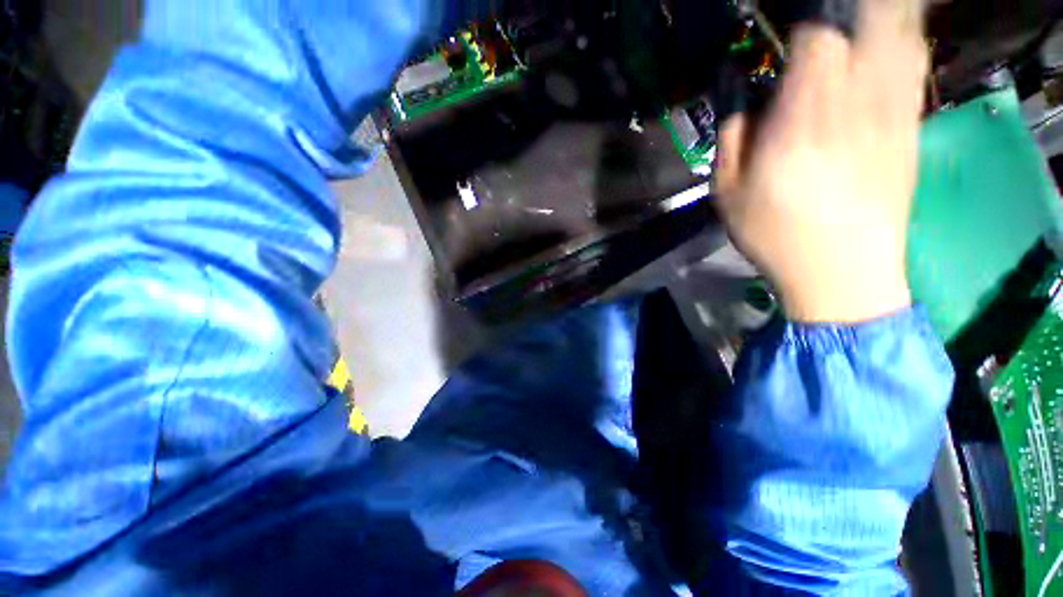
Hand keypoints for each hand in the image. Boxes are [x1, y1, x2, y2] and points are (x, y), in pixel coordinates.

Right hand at [715, 0, 927, 322]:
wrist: (842, 272)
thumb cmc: (774, 235)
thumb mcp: (727, 194)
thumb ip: (731, 139)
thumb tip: (742, 99)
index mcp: (800, 123)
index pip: (816, 41)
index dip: (804, 26)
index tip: (790, 32)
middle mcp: (853, 106)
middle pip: (867, 25)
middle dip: (849, 12)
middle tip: (827, 21)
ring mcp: (890, 115)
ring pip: (899, 38)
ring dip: (879, 19)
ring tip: (858, 22)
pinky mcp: (910, 130)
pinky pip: (913, 68)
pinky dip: (903, 44)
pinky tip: (888, 45)